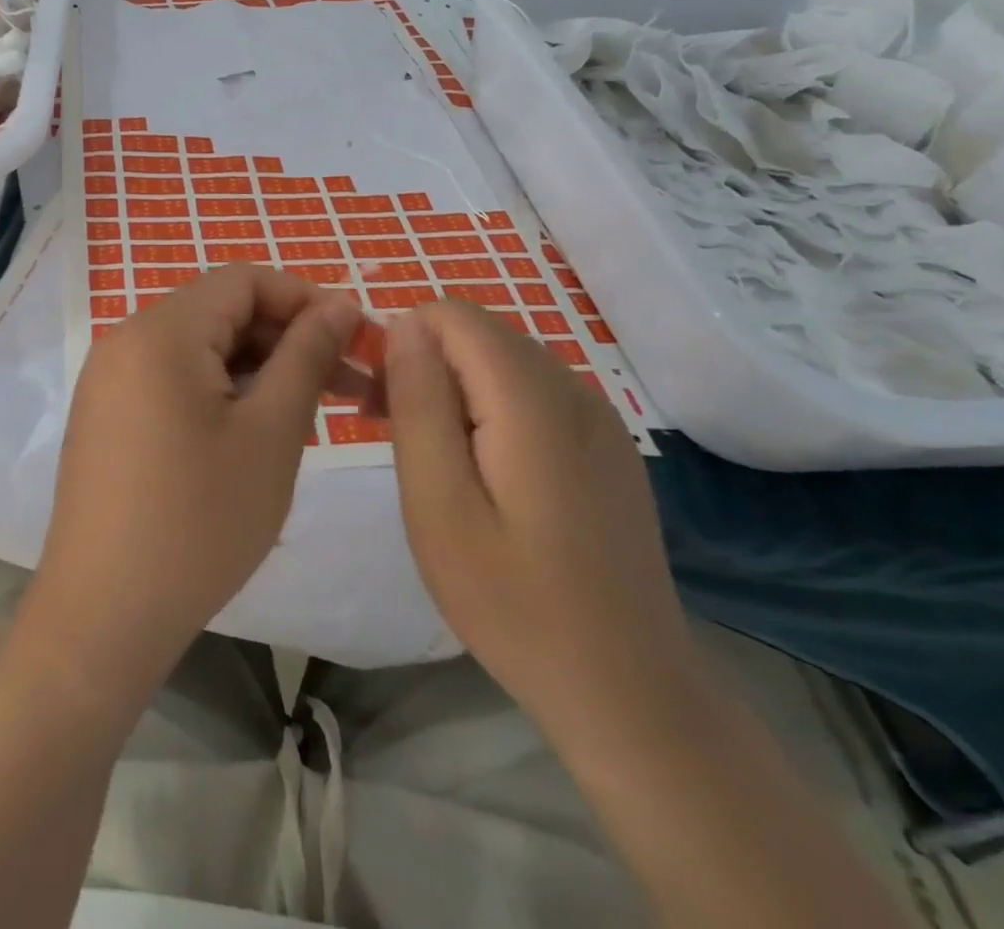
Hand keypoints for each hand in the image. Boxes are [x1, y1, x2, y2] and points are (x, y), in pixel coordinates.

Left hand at [29, 266, 358, 691]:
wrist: (104, 612)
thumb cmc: (199, 522)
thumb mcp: (270, 434)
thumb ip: (305, 356)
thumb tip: (339, 304)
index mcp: (161, 331)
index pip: (243, 280)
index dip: (304, 298)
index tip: (354, 338)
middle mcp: (126, 339)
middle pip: (219, 312)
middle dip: (285, 338)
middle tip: (346, 385)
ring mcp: (109, 378)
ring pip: (198, 348)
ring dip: (256, 368)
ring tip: (308, 414)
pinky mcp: (106, 413)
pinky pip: (171, 378)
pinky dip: (218, 389)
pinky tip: (252, 432)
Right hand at [385, 303, 705, 751]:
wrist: (626, 688)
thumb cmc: (513, 600)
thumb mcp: (438, 502)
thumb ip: (419, 402)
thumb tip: (404, 325)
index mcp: (531, 397)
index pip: (451, 315)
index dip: (402, 342)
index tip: (377, 402)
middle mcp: (573, 388)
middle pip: (476, 333)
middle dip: (423, 362)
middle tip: (390, 432)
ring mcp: (598, 415)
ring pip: (500, 360)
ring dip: (452, 386)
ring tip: (428, 456)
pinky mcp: (604, 443)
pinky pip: (529, 392)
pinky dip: (487, 407)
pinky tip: (478, 470)